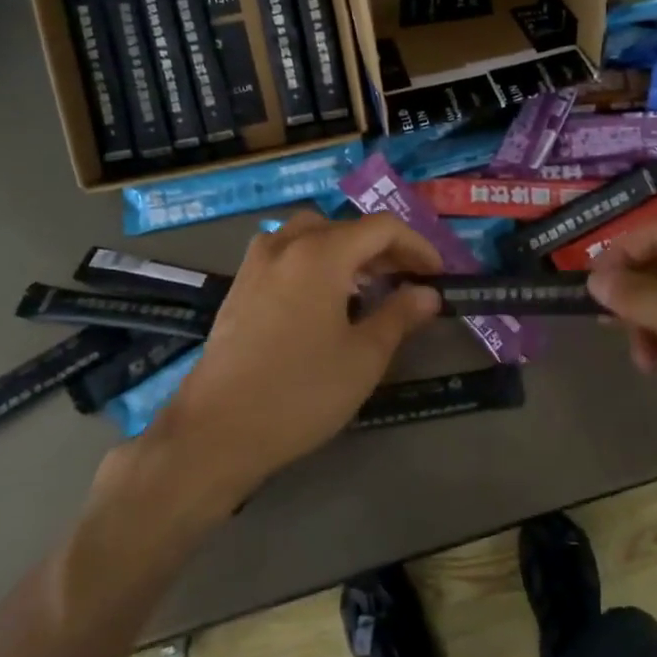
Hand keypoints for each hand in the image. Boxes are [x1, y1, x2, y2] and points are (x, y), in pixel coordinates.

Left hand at [145, 212, 442, 504]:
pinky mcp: (239, 287)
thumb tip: (427, 294)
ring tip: (365, 288)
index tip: (437, 275)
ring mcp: (256, 264)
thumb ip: (400, 315)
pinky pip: (285, 255)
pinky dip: (313, 262)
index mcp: (320, 253)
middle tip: (406, 281)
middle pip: (344, 227)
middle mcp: (285, 245)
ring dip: (344, 251)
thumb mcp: (364, 357)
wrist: (218, 430)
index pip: (381, 228)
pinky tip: (323, 302)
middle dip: (381, 248)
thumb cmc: (301, 392)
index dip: (417, 246)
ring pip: (310, 235)